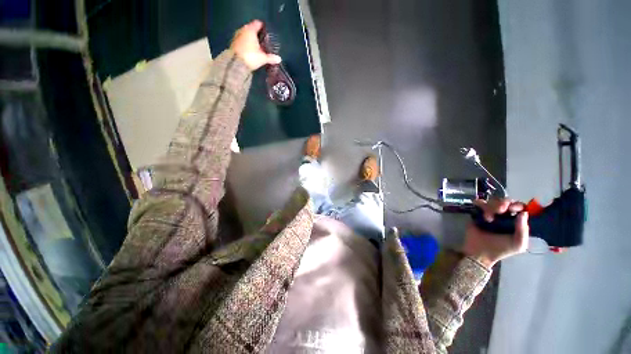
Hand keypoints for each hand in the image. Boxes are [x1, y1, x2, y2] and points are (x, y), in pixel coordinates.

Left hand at [230, 20, 281, 70]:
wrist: (236, 64)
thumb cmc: (251, 57)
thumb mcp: (263, 58)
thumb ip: (271, 58)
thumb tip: (279, 59)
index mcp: (250, 30)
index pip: (258, 24)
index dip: (263, 27)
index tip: (267, 32)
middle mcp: (243, 30)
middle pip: (251, 29)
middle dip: (256, 34)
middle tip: (263, 41)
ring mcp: (237, 36)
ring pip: (246, 35)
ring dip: (250, 39)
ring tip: (257, 46)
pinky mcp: (233, 44)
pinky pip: (241, 41)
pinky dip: (246, 44)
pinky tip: (250, 50)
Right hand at [462, 198, 528, 267]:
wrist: (480, 252)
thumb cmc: (501, 249)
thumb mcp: (518, 244)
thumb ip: (523, 230)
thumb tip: (523, 213)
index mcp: (515, 221)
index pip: (519, 207)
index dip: (516, 205)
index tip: (512, 209)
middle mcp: (503, 215)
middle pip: (504, 201)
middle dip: (502, 203)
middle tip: (500, 210)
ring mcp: (489, 213)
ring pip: (491, 201)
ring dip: (491, 207)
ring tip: (488, 218)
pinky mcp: (477, 213)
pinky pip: (478, 203)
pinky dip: (479, 204)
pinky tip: (480, 212)